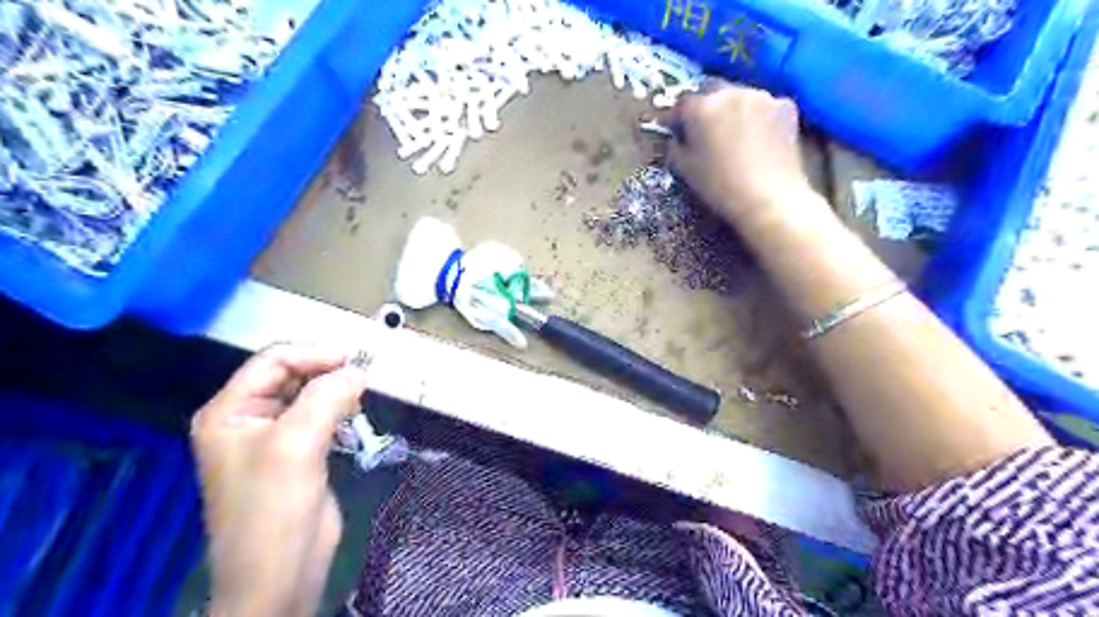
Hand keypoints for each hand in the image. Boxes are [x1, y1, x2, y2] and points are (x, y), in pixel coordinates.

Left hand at [193, 344, 368, 614]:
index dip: (313, 356)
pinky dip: (340, 413)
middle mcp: (247, 419)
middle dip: (326, 374)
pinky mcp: (298, 454)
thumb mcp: (296, 444)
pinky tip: (355, 419)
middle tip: (361, 381)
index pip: (272, 361)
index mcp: (229, 411)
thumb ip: (326, 398)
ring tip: (359, 401)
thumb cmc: (274, 507)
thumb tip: (358, 370)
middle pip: (291, 376)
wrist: (281, 571)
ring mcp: (273, 437)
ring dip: (336, 393)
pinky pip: (320, 418)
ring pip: (309, 396)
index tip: (353, 363)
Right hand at [665, 80, 810, 228]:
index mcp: (701, 107)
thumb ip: (675, 147)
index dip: (678, 120)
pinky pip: (764, 106)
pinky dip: (759, 117)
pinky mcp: (786, 105)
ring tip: (736, 136)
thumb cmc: (720, 187)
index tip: (679, 133)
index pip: (682, 104)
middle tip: (707, 133)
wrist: (769, 198)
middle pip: (712, 92)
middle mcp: (730, 92)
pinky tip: (760, 140)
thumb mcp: (685, 170)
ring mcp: (762, 95)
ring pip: (740, 97)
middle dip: (707, 109)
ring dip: (733, 110)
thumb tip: (678, 137)